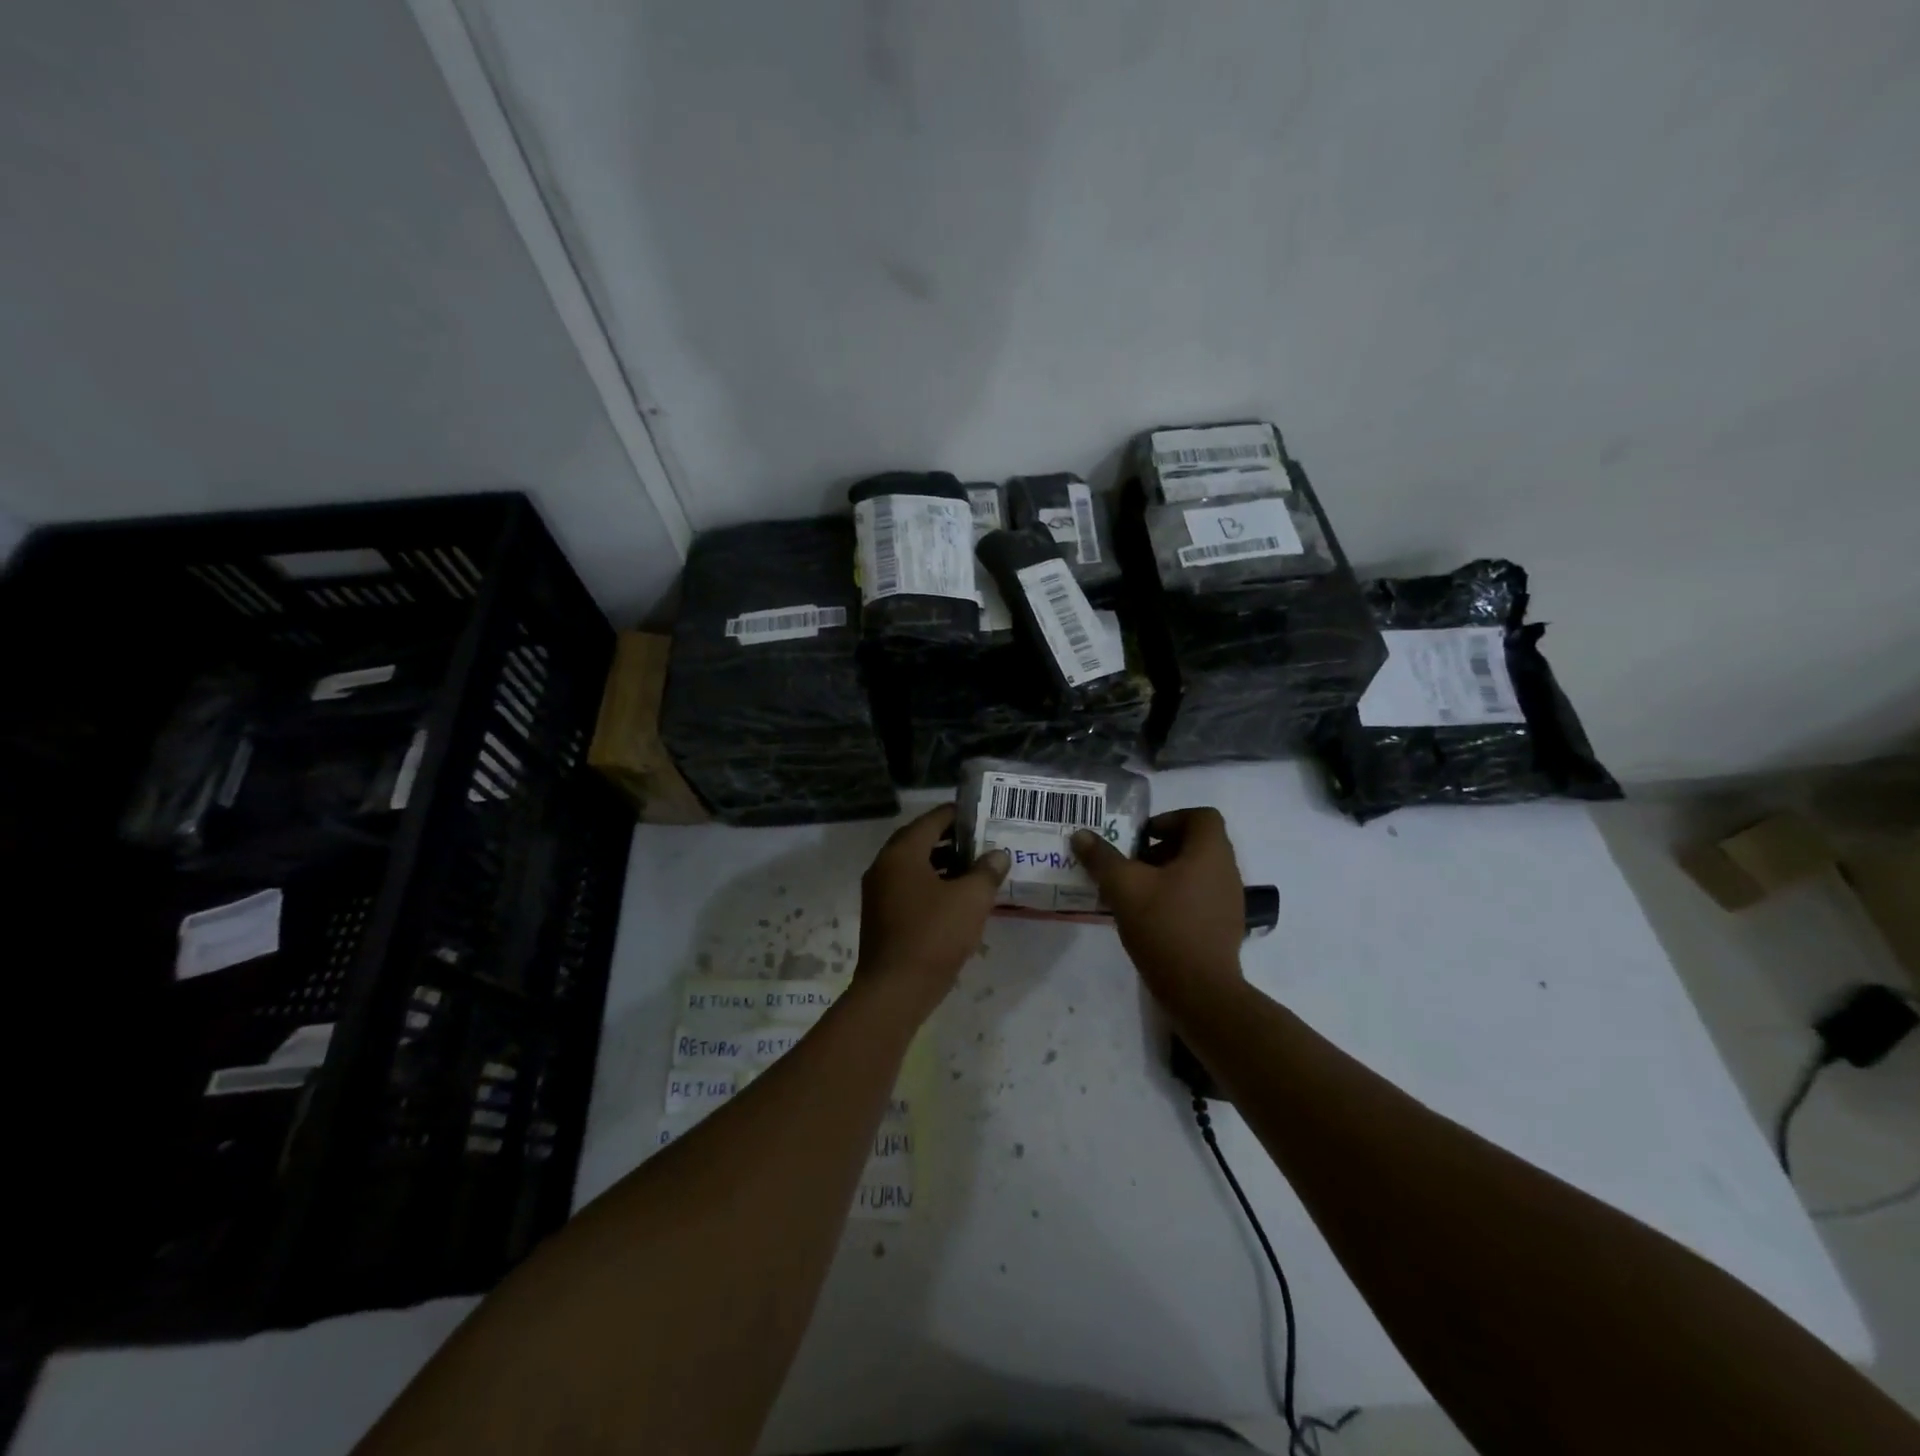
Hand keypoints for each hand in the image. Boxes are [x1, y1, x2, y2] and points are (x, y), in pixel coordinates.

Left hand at [856, 805, 1009, 1022]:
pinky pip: (909, 887)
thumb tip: (998, 854)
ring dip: (943, 863)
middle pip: (920, 841)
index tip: (983, 815)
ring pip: (914, 866)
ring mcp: (879, 892)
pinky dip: (932, 884)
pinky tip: (957, 898)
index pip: (932, 820)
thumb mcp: (971, 900)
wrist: (895, 990)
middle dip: (952, 839)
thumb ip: (987, 871)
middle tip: (982, 841)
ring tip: (975, 869)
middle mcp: (884, 866)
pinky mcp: (882, 916)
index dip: (958, 815)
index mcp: (902, 853)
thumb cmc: (934, 935)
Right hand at [1072, 807, 1245, 1008]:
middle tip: (1131, 864)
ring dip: (1167, 874)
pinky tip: (1150, 917)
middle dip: (1161, 848)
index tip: (1142, 838)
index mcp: (1210, 852)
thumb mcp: (1123, 888)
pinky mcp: (1225, 926)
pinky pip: (1200, 897)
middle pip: (1197, 843)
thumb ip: (1101, 858)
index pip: (1201, 816)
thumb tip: (1080, 835)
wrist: (1200, 991)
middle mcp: (1227, 871)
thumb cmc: (1165, 927)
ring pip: (1197, 871)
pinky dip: (1177, 897)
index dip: (1170, 819)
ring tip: (1136, 892)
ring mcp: (1229, 901)